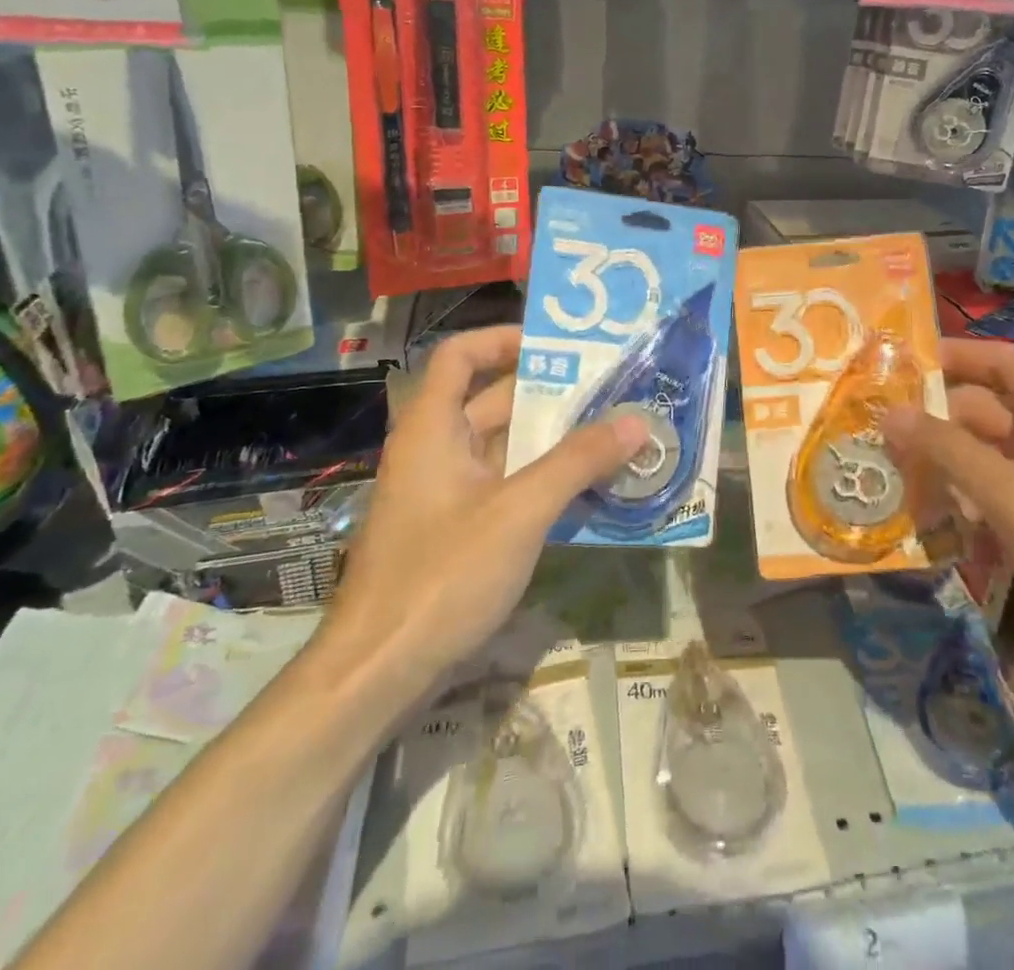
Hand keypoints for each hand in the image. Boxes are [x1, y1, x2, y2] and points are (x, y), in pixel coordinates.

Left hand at [316, 326, 649, 704]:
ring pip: (502, 448)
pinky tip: (587, 491)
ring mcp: (443, 494)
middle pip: (491, 401)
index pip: (459, 355)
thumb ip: (578, 462)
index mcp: (432, 428)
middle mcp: (434, 450)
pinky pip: (503, 486)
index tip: (558, 347)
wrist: (376, 674)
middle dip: (550, 394)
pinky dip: (541, 480)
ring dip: (552, 441)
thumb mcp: (520, 511)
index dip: (503, 339)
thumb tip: (637, 421)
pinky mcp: (453, 531)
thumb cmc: (442, 575)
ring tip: (612, 434)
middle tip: (610, 390)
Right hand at [886, 338, 1013, 668]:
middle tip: (884, 449)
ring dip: (948, 471)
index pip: (999, 361)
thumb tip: (890, 413)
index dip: (953, 356)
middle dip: (935, 427)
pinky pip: (999, 495)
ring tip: (906, 496)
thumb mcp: (1012, 497)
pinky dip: (970, 504)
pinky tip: (946, 531)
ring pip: (986, 457)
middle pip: (983, 412)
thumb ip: (948, 451)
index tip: (900, 369)